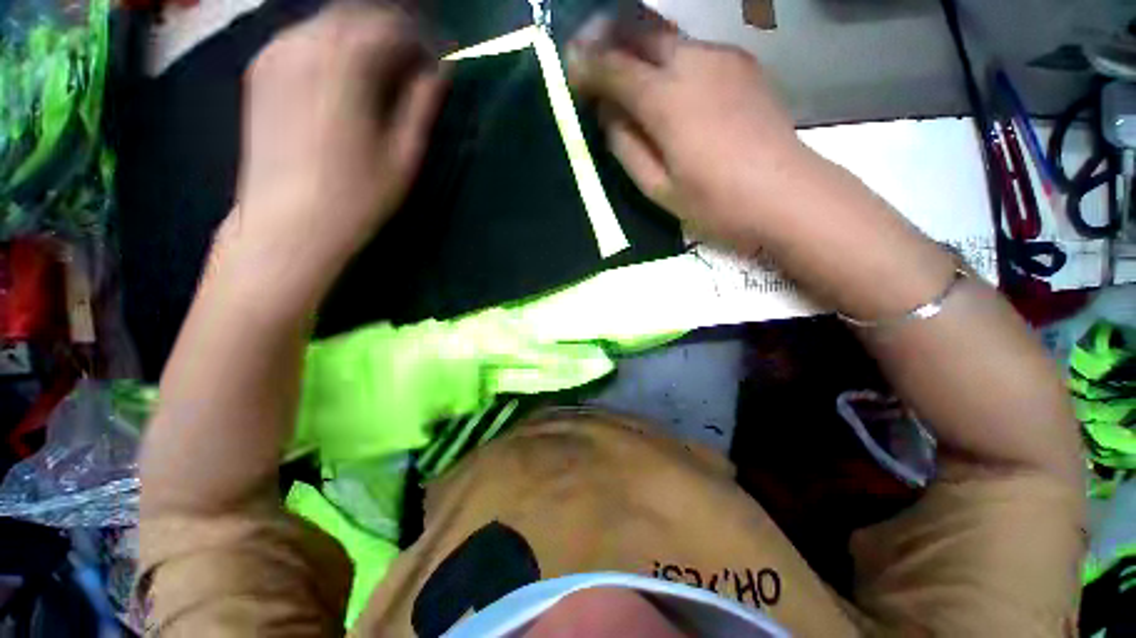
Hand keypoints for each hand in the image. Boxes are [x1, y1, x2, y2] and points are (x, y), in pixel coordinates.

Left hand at [224, 1, 445, 295]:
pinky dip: (333, 45)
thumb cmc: (356, 195)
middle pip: (359, 15)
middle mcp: (305, 43)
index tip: (442, 58)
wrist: (288, 222)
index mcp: (346, 63)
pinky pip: (304, 37)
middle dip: (394, 32)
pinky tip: (347, 72)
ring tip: (386, 68)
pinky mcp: (261, 71)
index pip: (393, 27)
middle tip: (417, 61)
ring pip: (330, 23)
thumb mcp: (403, 155)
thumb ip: (421, 105)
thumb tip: (441, 72)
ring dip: (364, 37)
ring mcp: (276, 54)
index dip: (424, 39)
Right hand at [568, 10, 811, 245]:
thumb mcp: (658, 188)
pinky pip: (694, 49)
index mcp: (667, 100)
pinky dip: (668, 56)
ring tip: (621, 61)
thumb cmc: (715, 202)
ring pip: (669, 35)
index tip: (569, 69)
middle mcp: (694, 63)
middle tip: (587, 49)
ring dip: (638, 42)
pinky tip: (665, 78)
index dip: (587, 66)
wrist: (787, 194)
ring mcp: (723, 58)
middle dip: (608, 35)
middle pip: (642, 30)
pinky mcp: (743, 64)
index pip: (614, 67)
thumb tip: (609, 114)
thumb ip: (627, 146)